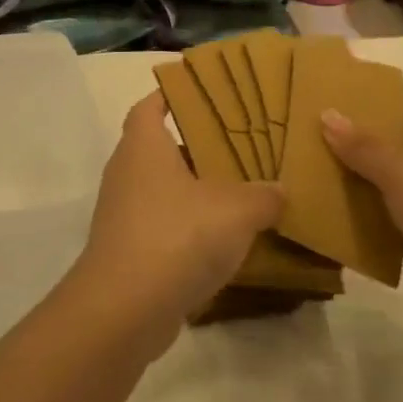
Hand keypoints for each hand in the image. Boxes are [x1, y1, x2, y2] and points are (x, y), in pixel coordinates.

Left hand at [65, 91, 282, 348]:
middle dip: (197, 148)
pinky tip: (224, 241)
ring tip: (241, 193)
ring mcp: (123, 214)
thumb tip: (278, 190)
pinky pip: (164, 227)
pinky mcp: (129, 251)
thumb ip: (263, 195)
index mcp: (143, 146)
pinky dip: (189, 229)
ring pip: (164, 191)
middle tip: (240, 146)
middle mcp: (127, 173)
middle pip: (160, 149)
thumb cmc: (178, 236)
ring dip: (196, 192)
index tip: (201, 93)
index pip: (150, 106)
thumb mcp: (237, 210)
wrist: (125, 308)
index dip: (171, 95)